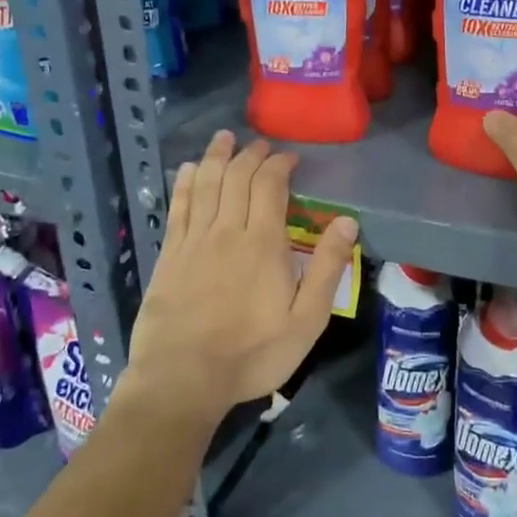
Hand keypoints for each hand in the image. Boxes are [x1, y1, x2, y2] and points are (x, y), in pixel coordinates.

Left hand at [124, 131, 357, 420]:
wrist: (183, 378)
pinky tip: (188, 169)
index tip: (289, 158)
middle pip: (236, 177)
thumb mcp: (307, 320)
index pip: (270, 186)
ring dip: (216, 156)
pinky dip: (184, 182)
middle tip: (261, 145)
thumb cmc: (253, 354)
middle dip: (250, 155)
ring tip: (224, 138)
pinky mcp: (169, 255)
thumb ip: (328, 268)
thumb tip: (347, 221)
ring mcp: (193, 241)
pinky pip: (178, 206)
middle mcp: (226, 231)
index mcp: (263, 243)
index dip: (280, 164)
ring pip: (204, 183)